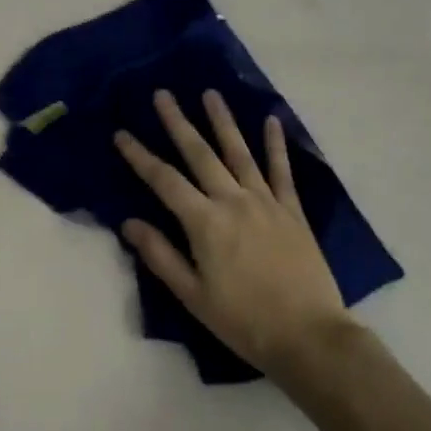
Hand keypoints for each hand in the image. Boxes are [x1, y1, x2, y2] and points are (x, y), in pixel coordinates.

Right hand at [115, 90, 353, 378]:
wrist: (308, 336)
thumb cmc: (243, 321)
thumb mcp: (192, 296)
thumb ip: (160, 255)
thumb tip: (129, 222)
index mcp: (205, 223)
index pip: (164, 181)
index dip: (140, 156)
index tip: (122, 133)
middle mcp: (233, 201)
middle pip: (200, 154)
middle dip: (178, 123)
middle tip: (163, 94)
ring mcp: (266, 202)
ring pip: (239, 153)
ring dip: (223, 121)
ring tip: (210, 93)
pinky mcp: (292, 211)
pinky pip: (282, 171)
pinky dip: (276, 145)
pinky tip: (271, 120)